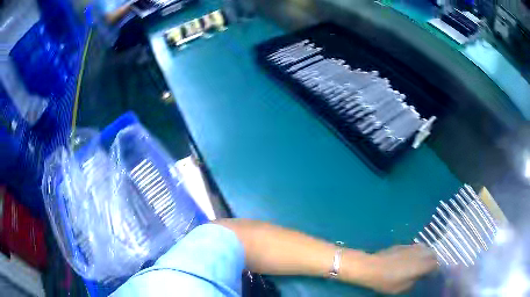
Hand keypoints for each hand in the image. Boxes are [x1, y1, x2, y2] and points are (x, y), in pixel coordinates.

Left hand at [343, 244, 437, 293]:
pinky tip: (412, 258)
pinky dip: (419, 251)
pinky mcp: (403, 245)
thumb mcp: (401, 288)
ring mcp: (411, 247)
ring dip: (427, 254)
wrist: (371, 267)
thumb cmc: (386, 281)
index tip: (431, 276)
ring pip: (426, 248)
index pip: (435, 265)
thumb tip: (418, 277)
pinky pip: (416, 246)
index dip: (435, 271)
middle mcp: (419, 253)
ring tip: (422, 263)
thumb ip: (413, 282)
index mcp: (421, 265)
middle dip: (433, 261)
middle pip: (433, 254)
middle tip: (428, 269)